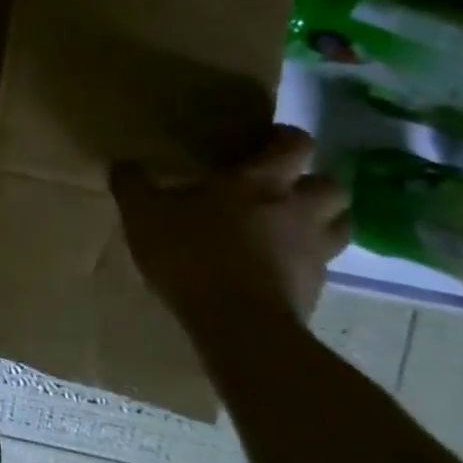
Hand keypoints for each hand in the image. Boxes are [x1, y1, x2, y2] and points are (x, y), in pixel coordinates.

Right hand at [110, 125, 348, 334]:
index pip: (295, 144)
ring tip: (289, 226)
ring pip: (339, 224)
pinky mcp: (317, 289)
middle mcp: (298, 209)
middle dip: (311, 182)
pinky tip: (277, 267)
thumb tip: (123, 164)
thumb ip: (133, 184)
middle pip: (331, 184)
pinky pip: (322, 264)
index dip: (285, 138)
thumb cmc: (191, 254)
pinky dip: (306, 260)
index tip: (264, 142)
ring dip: (321, 220)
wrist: (236, 324)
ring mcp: (314, 251)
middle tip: (281, 188)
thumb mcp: (143, 214)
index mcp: (261, 182)